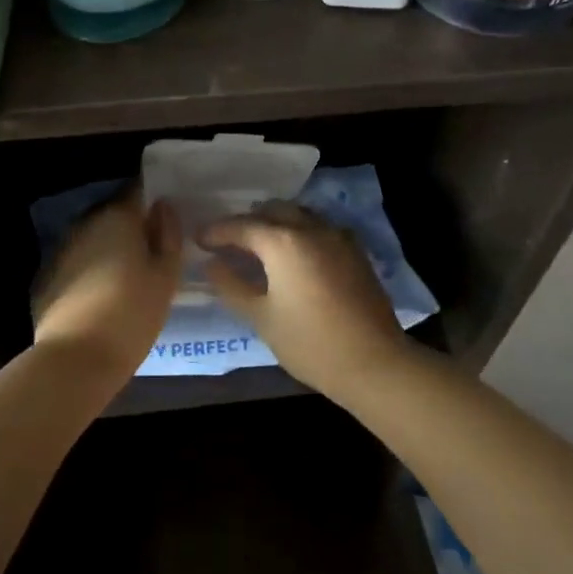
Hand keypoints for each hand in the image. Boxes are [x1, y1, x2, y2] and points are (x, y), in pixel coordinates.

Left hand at [32, 191, 181, 378]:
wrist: (75, 359)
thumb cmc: (131, 314)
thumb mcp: (165, 277)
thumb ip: (168, 236)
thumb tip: (163, 207)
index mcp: (118, 218)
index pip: (138, 191)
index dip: (154, 200)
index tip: (167, 217)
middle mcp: (86, 224)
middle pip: (115, 215)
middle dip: (133, 228)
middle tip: (154, 251)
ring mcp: (62, 249)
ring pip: (95, 239)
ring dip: (111, 249)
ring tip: (130, 276)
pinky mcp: (48, 276)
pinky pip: (78, 262)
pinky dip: (91, 270)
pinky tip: (102, 295)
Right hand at [199, 203, 407, 393]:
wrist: (373, 362)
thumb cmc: (309, 343)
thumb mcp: (261, 317)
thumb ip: (232, 285)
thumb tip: (211, 263)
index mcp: (282, 241)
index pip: (240, 226)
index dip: (216, 231)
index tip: (198, 239)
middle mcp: (310, 228)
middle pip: (271, 211)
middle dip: (246, 221)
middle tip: (228, 241)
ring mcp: (337, 236)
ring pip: (298, 214)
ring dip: (275, 222)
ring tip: (259, 245)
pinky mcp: (355, 251)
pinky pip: (319, 228)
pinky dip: (299, 232)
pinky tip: (294, 255)